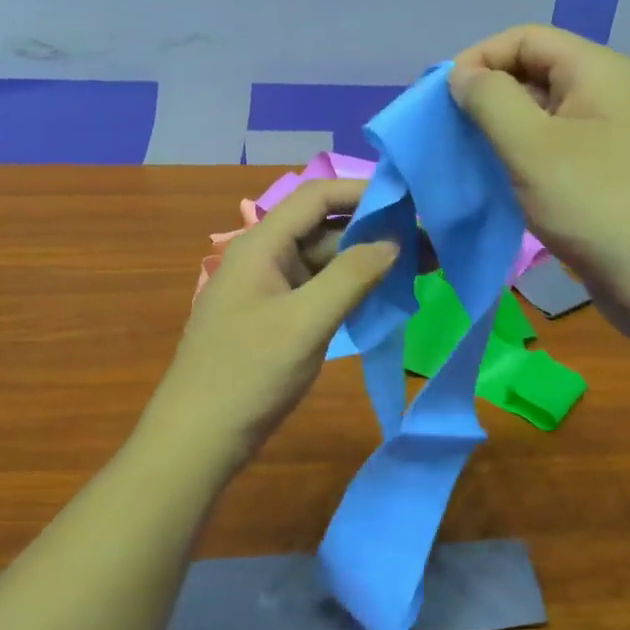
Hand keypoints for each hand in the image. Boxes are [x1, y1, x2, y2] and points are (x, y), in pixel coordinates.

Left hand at [151, 179, 398, 459]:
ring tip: (421, 268)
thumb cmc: (249, 373)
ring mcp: (270, 289)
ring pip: (325, 261)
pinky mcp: (278, 318)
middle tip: (430, 243)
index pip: (317, 196)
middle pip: (325, 228)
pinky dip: (352, 288)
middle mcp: (265, 257)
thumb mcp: (306, 322)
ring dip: (368, 261)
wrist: (199, 438)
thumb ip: (351, 276)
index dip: (363, 191)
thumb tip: (394, 241)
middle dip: (375, 231)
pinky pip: (320, 289)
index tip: (411, 200)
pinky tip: (386, 296)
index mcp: (262, 244)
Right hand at [449, 25, 629, 342]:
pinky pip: (554, 153)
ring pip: (541, 117)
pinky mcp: (606, 177)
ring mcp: (609, 138)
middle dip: (487, 97)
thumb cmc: (596, 205)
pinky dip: (522, 162)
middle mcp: (606, 94)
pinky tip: (501, 187)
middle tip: (450, 136)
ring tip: (469, 163)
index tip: (443, 101)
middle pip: (534, 73)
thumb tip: (463, 74)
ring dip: (501, 133)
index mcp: (595, 70)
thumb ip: (490, 100)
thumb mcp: (531, 146)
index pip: (524, 38)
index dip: (479, 59)